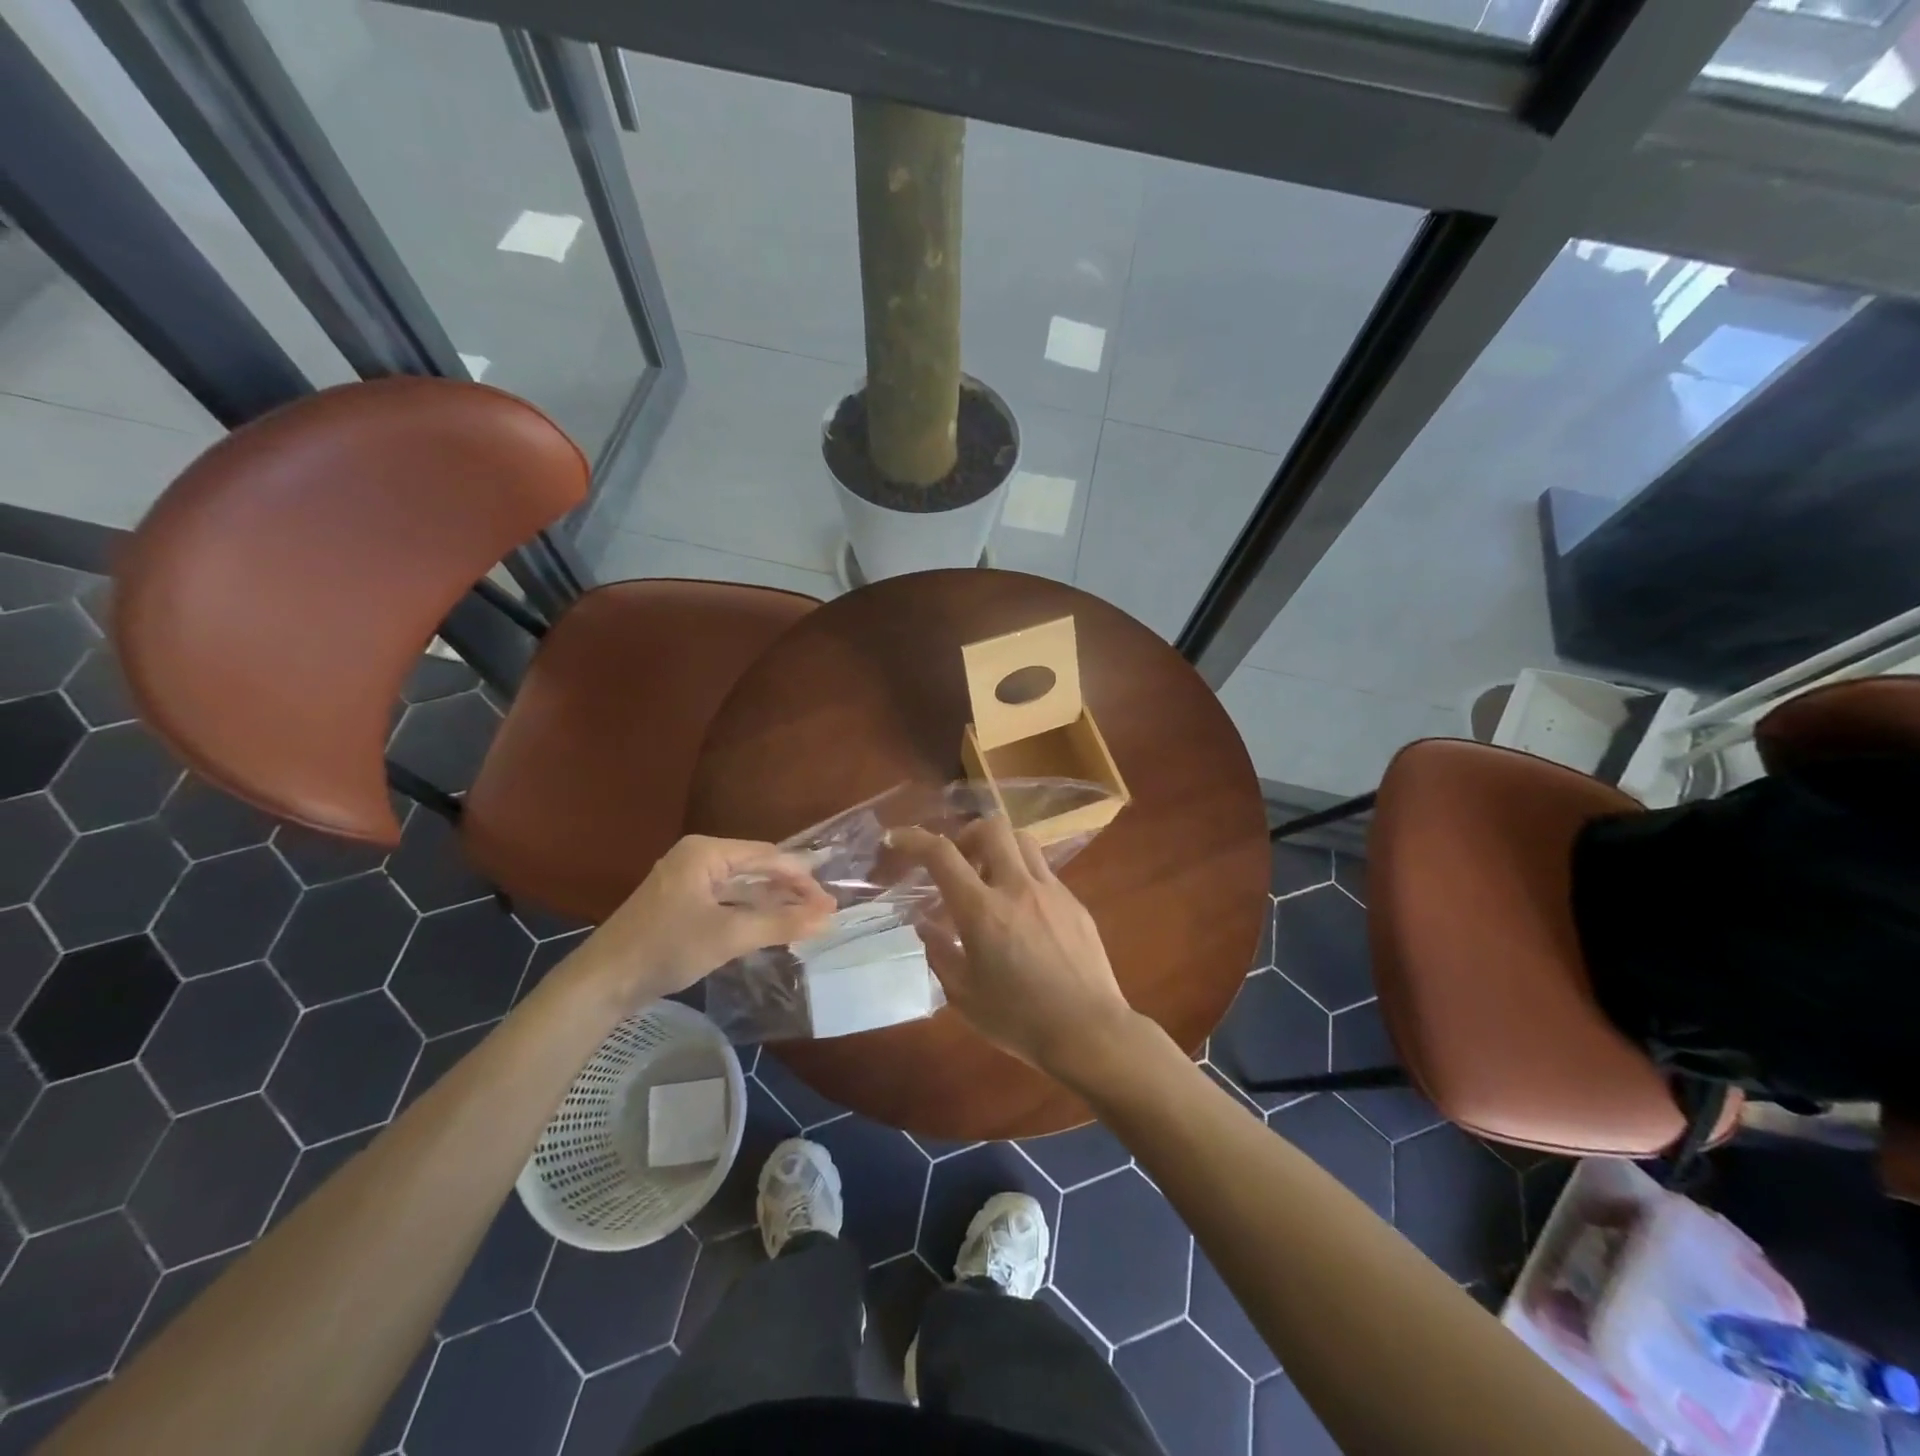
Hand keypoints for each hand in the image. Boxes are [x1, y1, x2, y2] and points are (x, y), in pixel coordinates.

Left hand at [574, 836, 834, 1004]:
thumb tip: (827, 918)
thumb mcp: (729, 935)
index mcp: (706, 852)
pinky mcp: (681, 906)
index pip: (768, 856)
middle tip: (822, 914)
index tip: (829, 904)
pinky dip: (750, 914)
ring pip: (742, 887)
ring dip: (772, 904)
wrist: (602, 983)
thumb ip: (780, 923)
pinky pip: (727, 902)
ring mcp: (687, 882)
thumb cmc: (666, 948)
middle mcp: (697, 858)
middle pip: (756, 868)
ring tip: (805, 922)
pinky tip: (771, 928)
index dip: (802, 879)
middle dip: (789, 891)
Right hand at [892, 818, 1135, 1077]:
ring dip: (999, 849)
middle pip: (991, 828)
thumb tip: (925, 924)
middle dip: (967, 835)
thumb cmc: (1018, 1019)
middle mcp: (1017, 888)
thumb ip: (939, 952)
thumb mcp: (963, 995)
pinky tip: (1023, 913)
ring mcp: (1051, 891)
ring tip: (991, 881)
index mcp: (982, 911)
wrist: (1088, 1031)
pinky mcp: (1075, 902)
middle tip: (960, 863)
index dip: (915, 839)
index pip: (941, 855)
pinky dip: (1024, 877)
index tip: (898, 839)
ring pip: (1023, 840)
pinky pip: (1044, 871)